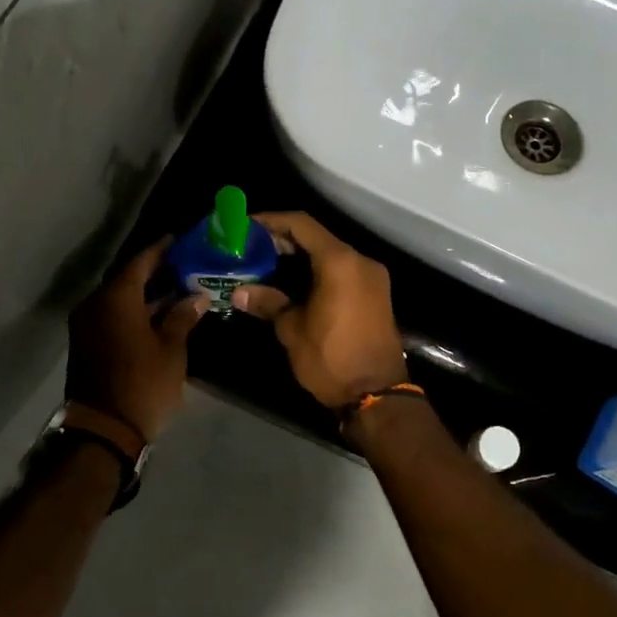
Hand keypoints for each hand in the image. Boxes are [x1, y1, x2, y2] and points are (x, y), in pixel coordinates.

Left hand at [67, 238, 209, 444]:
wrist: (103, 430)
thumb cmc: (143, 384)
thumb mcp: (171, 350)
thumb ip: (182, 317)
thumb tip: (196, 297)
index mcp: (115, 298)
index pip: (140, 262)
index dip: (161, 250)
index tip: (179, 239)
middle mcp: (95, 305)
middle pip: (127, 279)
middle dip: (155, 272)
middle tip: (184, 266)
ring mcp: (87, 325)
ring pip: (119, 299)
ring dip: (145, 295)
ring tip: (177, 289)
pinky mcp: (87, 344)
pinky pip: (112, 316)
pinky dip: (134, 311)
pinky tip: (159, 315)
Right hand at [232, 212, 408, 408]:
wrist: (376, 395)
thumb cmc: (331, 358)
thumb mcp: (292, 329)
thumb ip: (268, 302)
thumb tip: (240, 291)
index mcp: (340, 262)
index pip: (302, 224)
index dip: (272, 221)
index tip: (246, 227)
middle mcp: (360, 261)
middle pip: (317, 237)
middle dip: (283, 240)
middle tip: (251, 248)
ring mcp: (372, 278)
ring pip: (330, 254)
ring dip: (300, 257)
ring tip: (266, 265)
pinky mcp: (375, 295)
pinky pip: (342, 271)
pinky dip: (317, 271)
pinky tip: (293, 283)